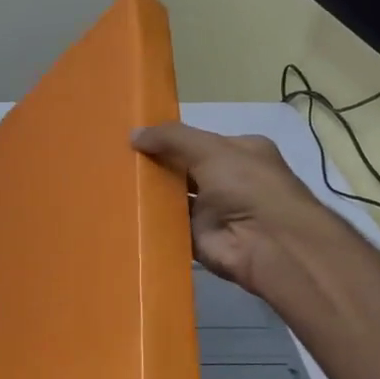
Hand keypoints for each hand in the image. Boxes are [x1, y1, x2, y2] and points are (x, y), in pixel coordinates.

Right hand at [132, 122, 324, 296]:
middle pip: (183, 170)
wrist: (268, 244)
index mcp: (239, 153)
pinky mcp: (198, 239)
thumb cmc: (247, 186)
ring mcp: (213, 212)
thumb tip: (133, 134)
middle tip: (116, 161)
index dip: (169, 140)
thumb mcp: (210, 149)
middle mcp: (227, 181)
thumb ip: (172, 138)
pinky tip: (123, 213)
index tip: (135, 139)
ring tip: (111, 184)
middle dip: (155, 166)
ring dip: (150, 195)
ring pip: (174, 199)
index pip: (198, 142)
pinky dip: (150, 223)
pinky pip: (169, 227)